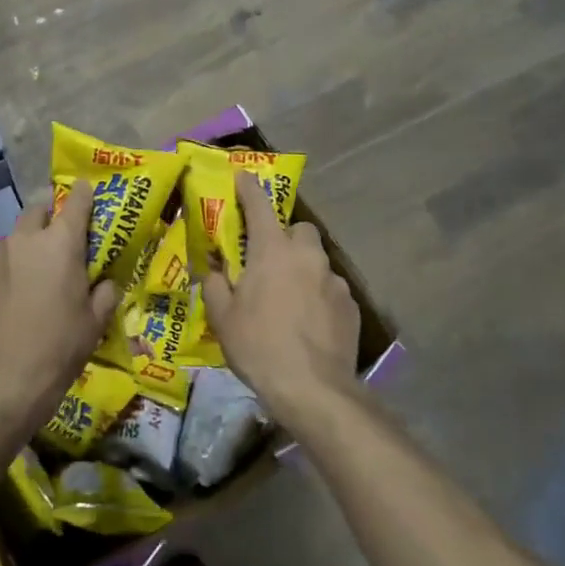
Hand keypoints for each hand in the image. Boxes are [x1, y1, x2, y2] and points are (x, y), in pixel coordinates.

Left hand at [0, 180, 119, 444]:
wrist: (6, 380)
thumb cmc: (61, 347)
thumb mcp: (96, 320)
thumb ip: (105, 290)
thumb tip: (105, 280)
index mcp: (61, 243)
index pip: (77, 201)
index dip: (85, 194)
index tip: (89, 190)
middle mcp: (25, 238)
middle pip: (38, 209)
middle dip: (49, 215)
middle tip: (59, 237)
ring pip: (15, 236)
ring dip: (26, 245)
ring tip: (33, 272)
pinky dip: (7, 268)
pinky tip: (11, 294)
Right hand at [203, 172, 359, 429]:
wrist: (312, 389)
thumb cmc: (259, 346)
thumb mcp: (222, 317)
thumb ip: (214, 284)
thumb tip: (212, 270)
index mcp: (272, 250)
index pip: (259, 205)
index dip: (249, 188)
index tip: (243, 176)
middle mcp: (307, 256)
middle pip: (299, 229)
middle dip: (285, 236)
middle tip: (269, 260)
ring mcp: (334, 280)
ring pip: (317, 261)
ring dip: (302, 269)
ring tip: (289, 298)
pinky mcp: (351, 305)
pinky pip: (330, 289)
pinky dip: (319, 296)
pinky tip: (309, 321)